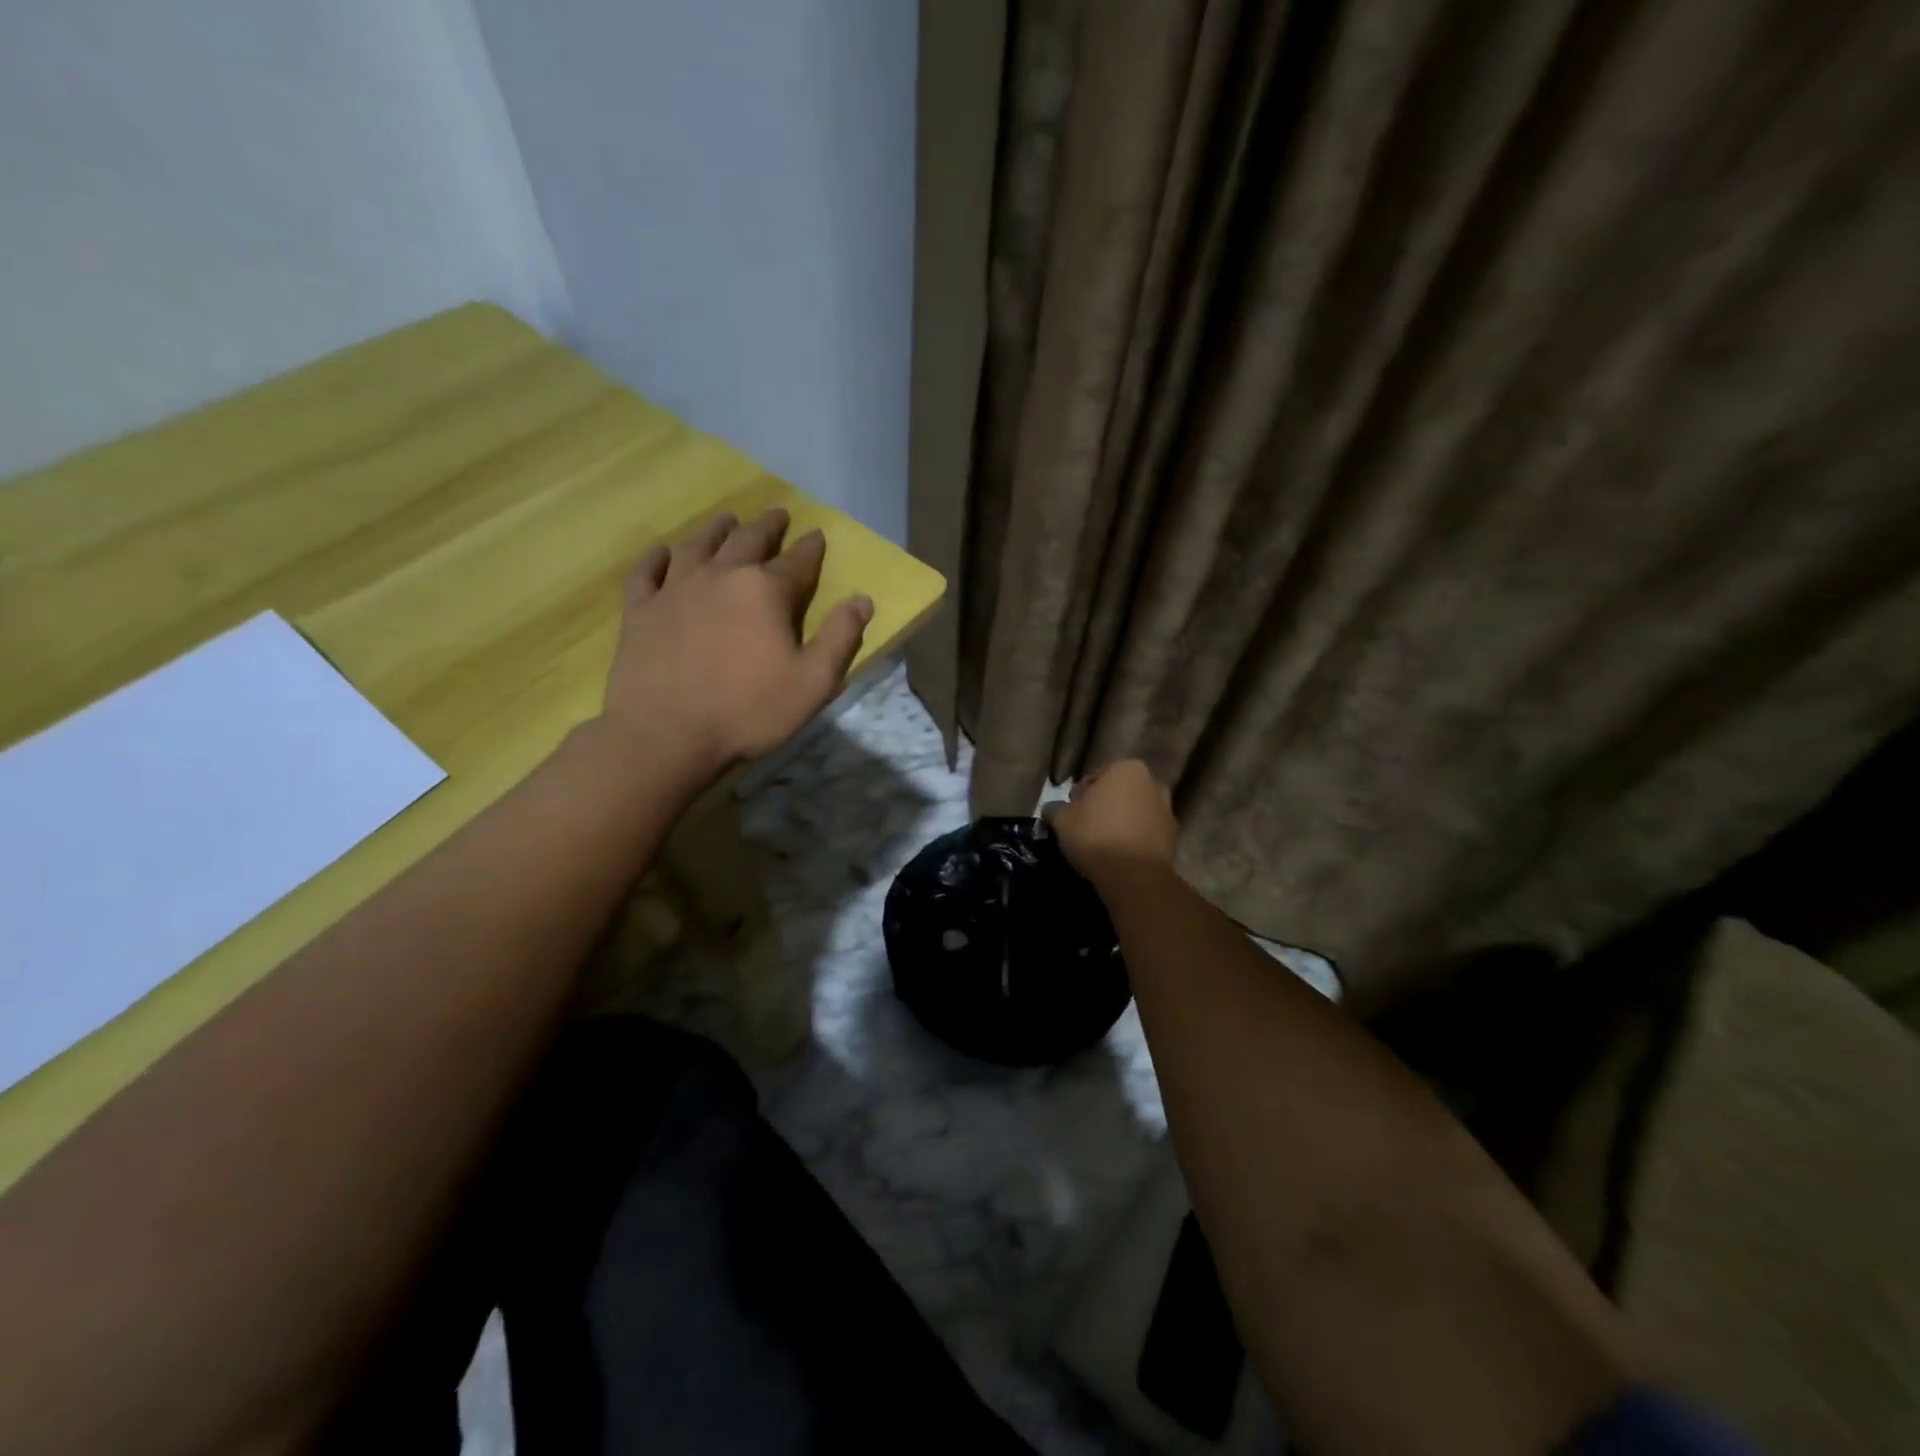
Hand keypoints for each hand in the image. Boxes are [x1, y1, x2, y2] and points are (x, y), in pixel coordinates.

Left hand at [599, 508, 872, 780]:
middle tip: (776, 514)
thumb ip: (840, 638)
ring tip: (727, 519)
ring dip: (716, 529)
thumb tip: (862, 600)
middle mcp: (721, 576)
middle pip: (747, 540)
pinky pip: (647, 572)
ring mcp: (675, 589)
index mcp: (765, 591)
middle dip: (767, 526)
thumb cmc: (748, 711)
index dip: (810, 548)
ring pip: (698, 545)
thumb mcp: (813, 683)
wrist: (666, 735)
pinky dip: (656, 558)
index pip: (797, 561)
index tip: (817, 535)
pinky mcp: (640, 610)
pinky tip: (662, 553)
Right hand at [1052, 760, 1178, 882]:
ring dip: (1120, 823)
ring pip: (1134, 813)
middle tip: (1084, 828)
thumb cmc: (1095, 836)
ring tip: (1102, 845)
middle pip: (1118, 794)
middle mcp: (1153, 783)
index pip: (1094, 778)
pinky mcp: (1173, 838)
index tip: (1070, 815)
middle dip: (1103, 807)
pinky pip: (1146, 833)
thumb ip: (1055, 809)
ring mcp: (1167, 811)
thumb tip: (1052, 809)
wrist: (1134, 876)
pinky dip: (1134, 840)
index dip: (1079, 797)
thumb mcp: (1062, 820)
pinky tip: (1119, 856)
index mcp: (1127, 769)